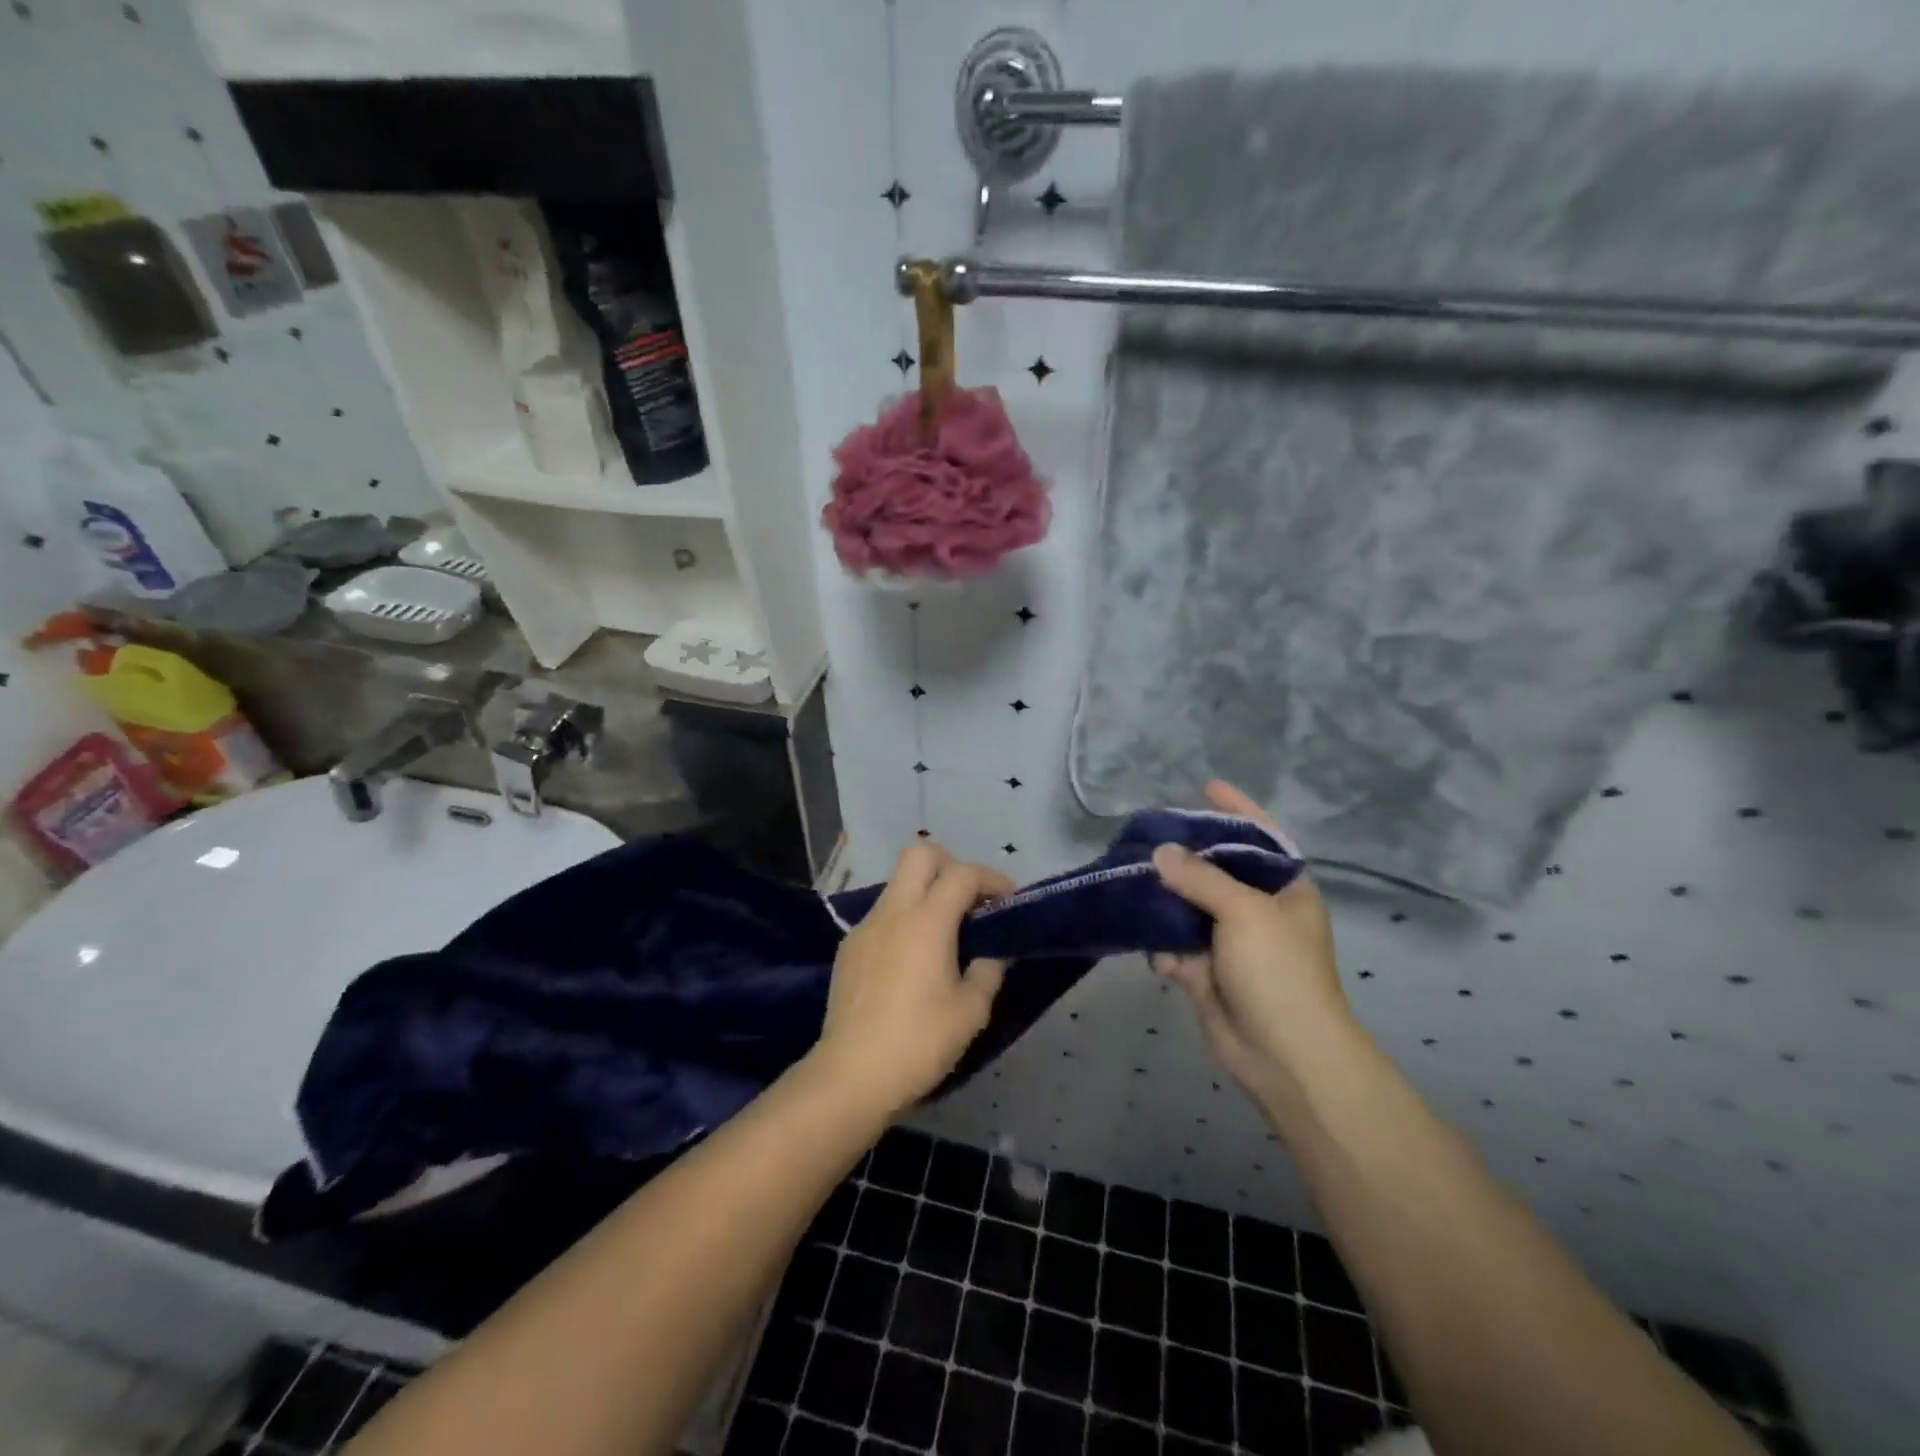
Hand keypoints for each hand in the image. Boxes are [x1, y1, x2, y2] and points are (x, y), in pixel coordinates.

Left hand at [808, 843, 1012, 1118]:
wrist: (851, 1075)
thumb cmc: (919, 1042)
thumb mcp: (971, 1011)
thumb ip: (989, 970)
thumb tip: (994, 951)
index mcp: (926, 921)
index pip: (962, 873)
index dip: (991, 878)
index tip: (1008, 901)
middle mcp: (893, 912)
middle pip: (920, 854)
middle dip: (951, 865)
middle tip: (970, 900)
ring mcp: (866, 927)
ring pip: (898, 882)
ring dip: (926, 891)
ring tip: (946, 931)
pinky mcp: (849, 947)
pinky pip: (883, 913)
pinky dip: (905, 918)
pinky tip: (913, 958)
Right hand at [1152, 781, 1354, 1104]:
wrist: (1284, 1057)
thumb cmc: (1278, 972)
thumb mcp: (1244, 912)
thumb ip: (1201, 877)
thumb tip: (1162, 852)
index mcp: (1285, 890)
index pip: (1261, 837)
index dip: (1237, 810)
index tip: (1207, 786)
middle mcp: (1257, 910)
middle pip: (1216, 869)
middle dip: (1184, 854)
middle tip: (1147, 832)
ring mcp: (1230, 942)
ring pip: (1188, 907)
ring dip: (1163, 900)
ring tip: (1130, 879)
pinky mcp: (1205, 972)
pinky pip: (1175, 945)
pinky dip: (1163, 947)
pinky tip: (1156, 952)